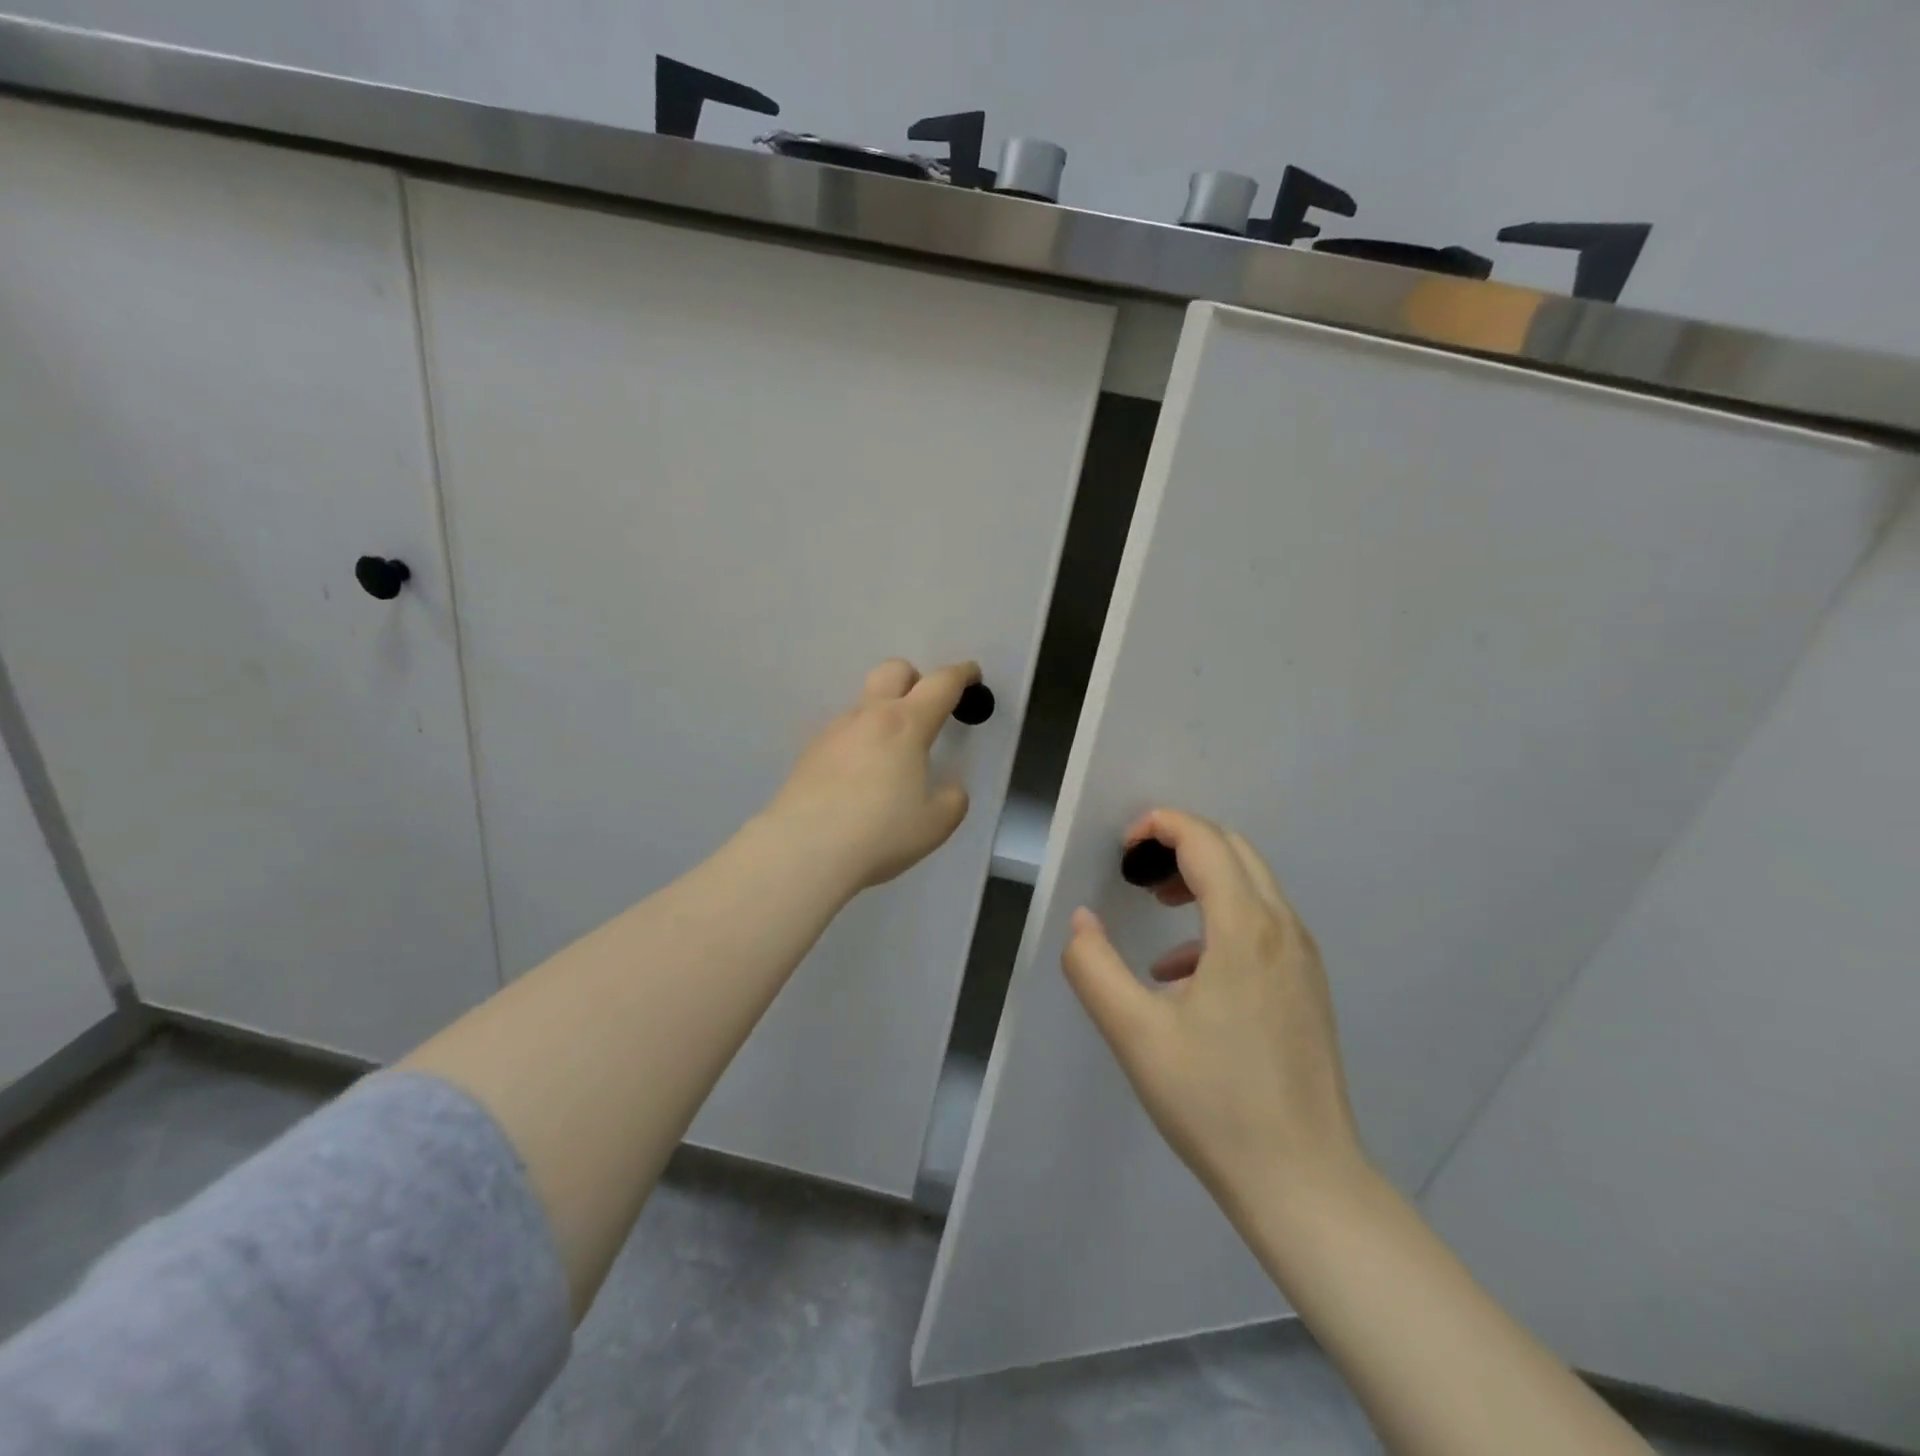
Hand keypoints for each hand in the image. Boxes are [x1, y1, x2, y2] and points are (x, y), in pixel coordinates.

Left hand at [762, 658, 976, 894]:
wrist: (803, 850)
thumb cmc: (880, 833)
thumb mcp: (935, 824)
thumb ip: (952, 800)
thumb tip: (949, 789)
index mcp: (906, 725)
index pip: (941, 684)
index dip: (961, 675)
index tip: (972, 674)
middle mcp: (869, 717)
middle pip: (893, 671)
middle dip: (915, 679)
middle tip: (926, 710)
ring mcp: (834, 732)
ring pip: (865, 705)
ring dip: (884, 716)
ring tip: (890, 760)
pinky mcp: (810, 753)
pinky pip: (843, 734)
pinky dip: (859, 743)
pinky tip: (858, 781)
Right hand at [1061, 809, 1367, 1224]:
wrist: (1305, 1183)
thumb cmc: (1214, 1103)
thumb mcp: (1134, 1033)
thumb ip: (1093, 967)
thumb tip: (1082, 921)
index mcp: (1245, 928)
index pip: (1205, 841)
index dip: (1160, 826)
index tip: (1121, 849)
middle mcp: (1283, 929)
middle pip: (1234, 851)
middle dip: (1182, 845)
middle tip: (1137, 872)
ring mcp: (1302, 960)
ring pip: (1253, 886)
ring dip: (1203, 879)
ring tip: (1158, 910)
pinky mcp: (1307, 988)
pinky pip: (1263, 925)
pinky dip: (1222, 919)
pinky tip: (1185, 974)